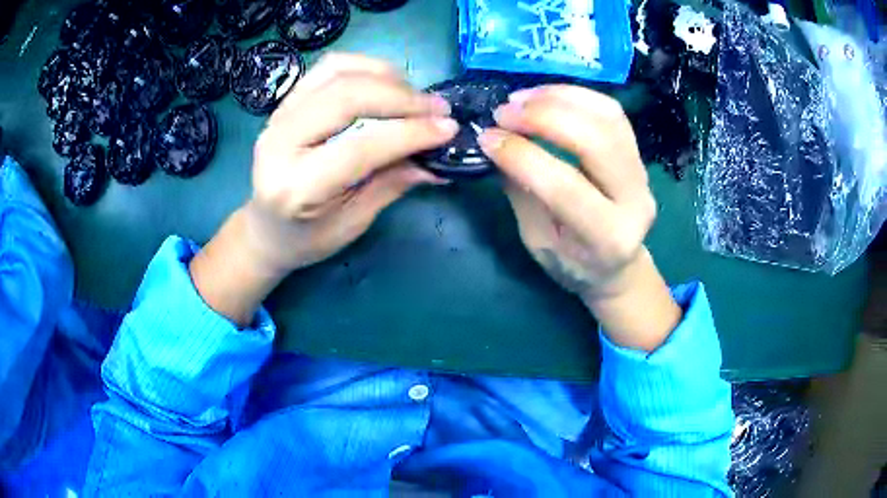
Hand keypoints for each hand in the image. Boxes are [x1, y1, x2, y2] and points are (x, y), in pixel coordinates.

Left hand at [190, 53, 457, 325]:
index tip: (448, 128)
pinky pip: (327, 68)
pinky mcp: (284, 103)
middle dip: (401, 97)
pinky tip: (385, 82)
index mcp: (296, 187)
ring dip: (385, 76)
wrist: (264, 229)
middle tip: (438, 108)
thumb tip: (439, 160)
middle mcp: (280, 143)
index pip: (360, 147)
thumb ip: (393, 184)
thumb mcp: (353, 223)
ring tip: (414, 96)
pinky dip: (363, 67)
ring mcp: (277, 117)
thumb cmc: (307, 238)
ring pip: (337, 72)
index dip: (409, 133)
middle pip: (346, 97)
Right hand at [479, 85, 680, 350]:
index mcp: (607, 238)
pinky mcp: (638, 153)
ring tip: (520, 98)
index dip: (521, 155)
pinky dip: (575, 96)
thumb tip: (496, 143)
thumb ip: (522, 192)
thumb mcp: (538, 241)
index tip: (486, 138)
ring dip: (559, 98)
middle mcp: (635, 201)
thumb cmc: (573, 264)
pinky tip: (545, 96)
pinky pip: (611, 112)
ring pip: (607, 117)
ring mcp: (643, 173)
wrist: (618, 267)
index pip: (564, 187)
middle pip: (595, 141)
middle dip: (543, 116)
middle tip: (503, 112)